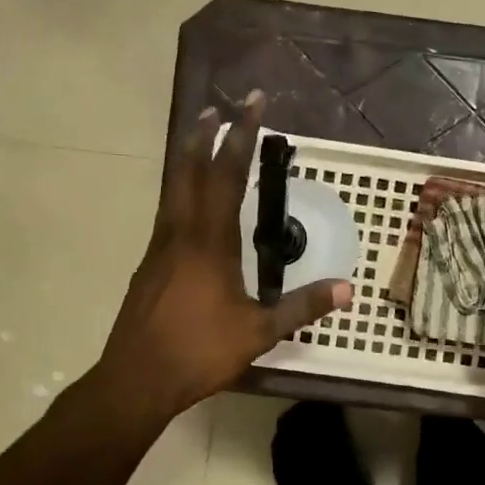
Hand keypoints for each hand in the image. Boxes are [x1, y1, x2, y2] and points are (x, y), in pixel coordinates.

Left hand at [97, 95, 349, 417]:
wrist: (136, 379)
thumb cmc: (199, 352)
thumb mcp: (259, 332)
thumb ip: (301, 307)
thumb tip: (347, 289)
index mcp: (209, 243)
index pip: (225, 176)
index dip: (239, 137)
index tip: (251, 105)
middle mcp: (180, 235)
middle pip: (188, 172)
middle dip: (204, 137)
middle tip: (216, 109)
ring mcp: (159, 249)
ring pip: (173, 191)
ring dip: (188, 161)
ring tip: (201, 141)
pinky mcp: (148, 267)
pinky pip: (168, 215)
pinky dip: (181, 193)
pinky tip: (190, 207)